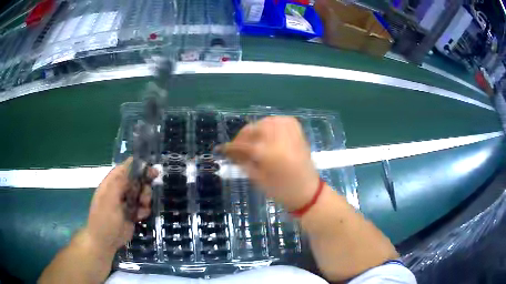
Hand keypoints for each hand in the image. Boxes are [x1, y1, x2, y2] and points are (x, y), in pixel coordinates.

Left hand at [85, 158, 157, 253]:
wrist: (105, 242)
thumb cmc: (104, 220)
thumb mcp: (109, 200)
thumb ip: (119, 183)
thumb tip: (130, 165)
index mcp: (111, 184)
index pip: (124, 169)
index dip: (137, 167)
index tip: (151, 170)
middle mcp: (118, 191)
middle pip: (135, 180)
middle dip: (144, 186)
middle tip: (146, 195)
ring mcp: (125, 203)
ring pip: (140, 193)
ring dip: (145, 199)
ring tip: (143, 207)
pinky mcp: (131, 214)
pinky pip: (142, 207)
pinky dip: (144, 210)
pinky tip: (140, 217)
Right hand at [220, 116, 319, 210]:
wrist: (308, 192)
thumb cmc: (282, 191)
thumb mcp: (258, 179)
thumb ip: (243, 162)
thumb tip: (231, 152)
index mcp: (269, 153)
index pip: (244, 144)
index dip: (230, 147)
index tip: (221, 149)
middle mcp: (280, 139)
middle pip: (255, 128)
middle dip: (243, 136)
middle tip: (238, 146)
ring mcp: (291, 133)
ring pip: (267, 121)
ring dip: (256, 129)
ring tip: (252, 140)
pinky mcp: (298, 132)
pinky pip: (281, 120)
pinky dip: (271, 123)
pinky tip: (267, 132)